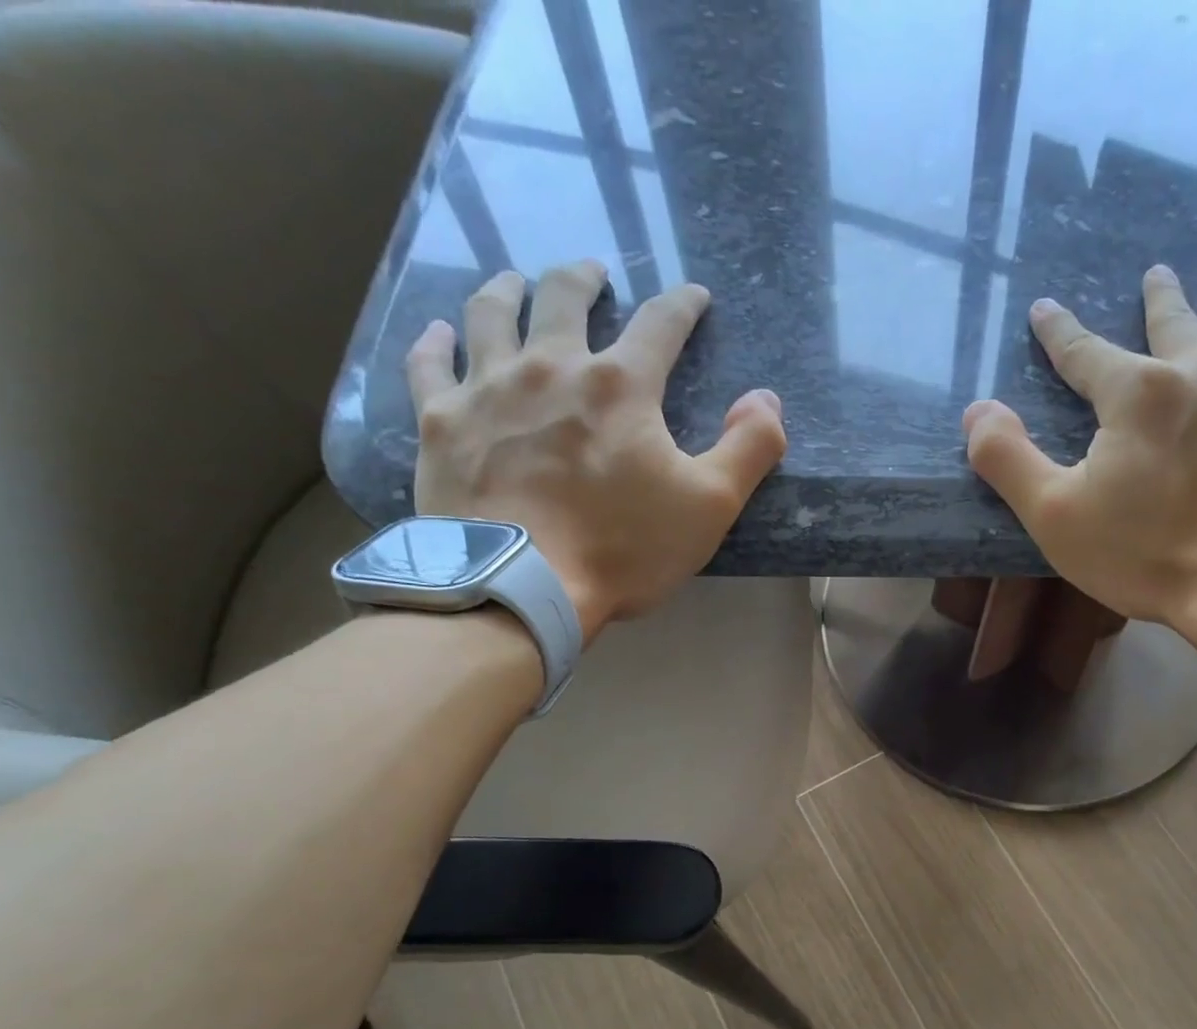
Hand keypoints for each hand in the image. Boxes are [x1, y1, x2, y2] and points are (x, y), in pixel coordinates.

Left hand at [408, 262, 785, 642]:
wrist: (522, 587)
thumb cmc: (624, 549)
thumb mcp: (710, 506)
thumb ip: (749, 448)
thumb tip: (765, 397)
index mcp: (621, 386)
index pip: (660, 324)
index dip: (682, 305)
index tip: (693, 296)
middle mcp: (551, 366)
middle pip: (564, 297)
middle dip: (584, 278)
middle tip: (592, 273)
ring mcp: (488, 388)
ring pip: (492, 313)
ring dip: (507, 290)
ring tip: (515, 282)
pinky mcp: (441, 421)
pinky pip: (430, 364)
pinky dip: (435, 342)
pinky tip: (439, 333)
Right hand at [961, 265, 1196, 673]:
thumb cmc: (1146, 555)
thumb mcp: (1055, 516)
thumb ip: (1009, 460)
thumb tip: (977, 411)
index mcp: (1136, 393)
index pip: (1084, 352)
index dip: (1059, 332)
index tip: (1045, 309)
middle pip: (1174, 322)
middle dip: (1159, 298)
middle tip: (1157, 273)